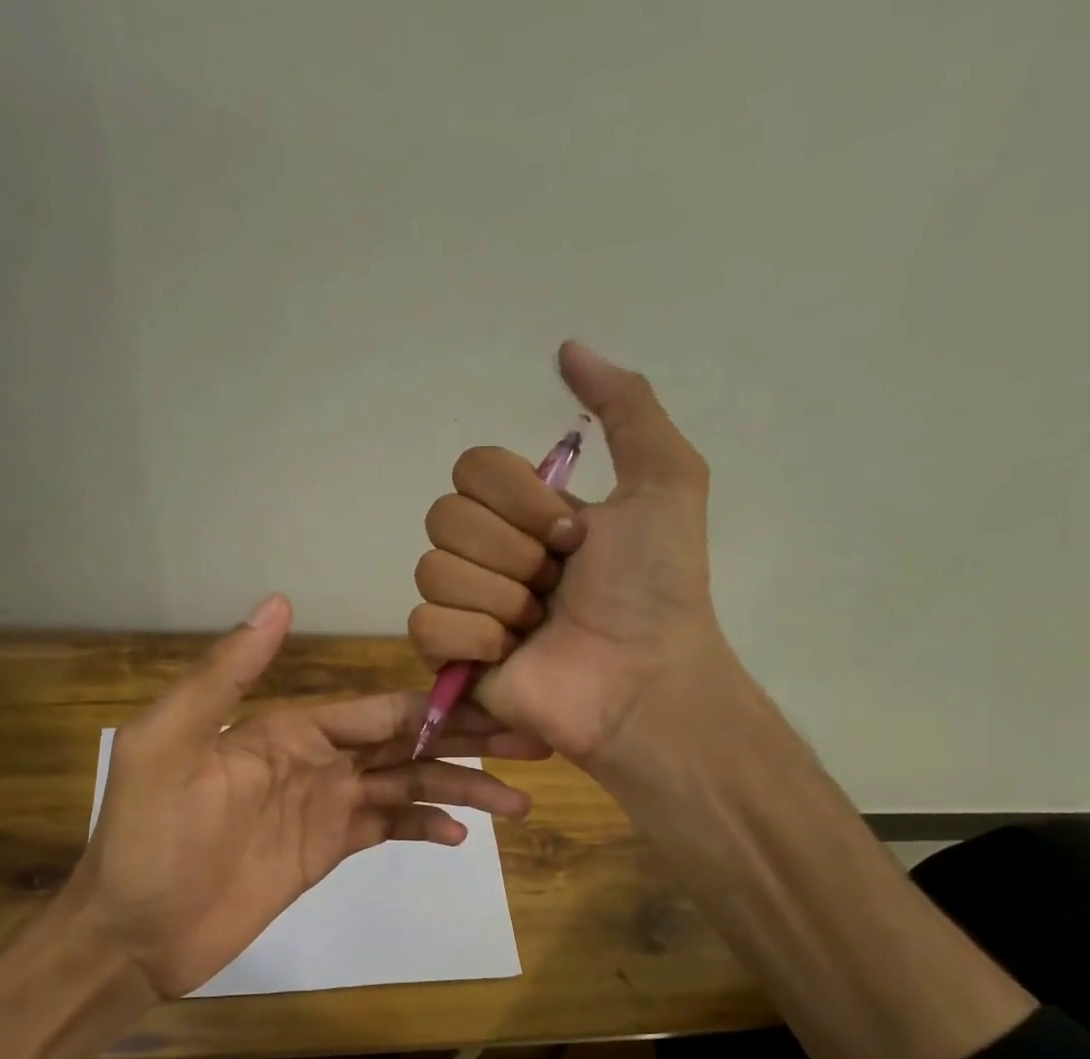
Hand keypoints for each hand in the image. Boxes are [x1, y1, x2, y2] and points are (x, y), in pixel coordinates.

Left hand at [72, 593, 545, 1000]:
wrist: (132, 932)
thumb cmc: (149, 838)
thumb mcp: (170, 745)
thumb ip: (225, 676)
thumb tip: (278, 602)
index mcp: (289, 728)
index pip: (378, 710)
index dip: (436, 707)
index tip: (496, 702)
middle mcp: (317, 759)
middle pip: (406, 744)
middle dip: (467, 743)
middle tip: (533, 743)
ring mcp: (326, 807)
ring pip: (407, 787)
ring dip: (460, 789)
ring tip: (517, 802)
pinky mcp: (327, 852)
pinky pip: (386, 829)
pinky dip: (423, 827)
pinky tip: (461, 834)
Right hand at [409, 341, 724, 772]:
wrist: (643, 678)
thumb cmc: (655, 587)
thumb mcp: (664, 479)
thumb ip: (626, 405)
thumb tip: (568, 348)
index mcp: (525, 512)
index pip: (471, 469)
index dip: (518, 498)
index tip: (571, 535)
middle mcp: (489, 553)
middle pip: (444, 517)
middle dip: (512, 551)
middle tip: (557, 584)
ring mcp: (465, 607)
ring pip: (432, 570)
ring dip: (500, 599)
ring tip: (540, 626)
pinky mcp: (449, 658)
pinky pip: (424, 624)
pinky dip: (472, 638)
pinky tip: (510, 655)